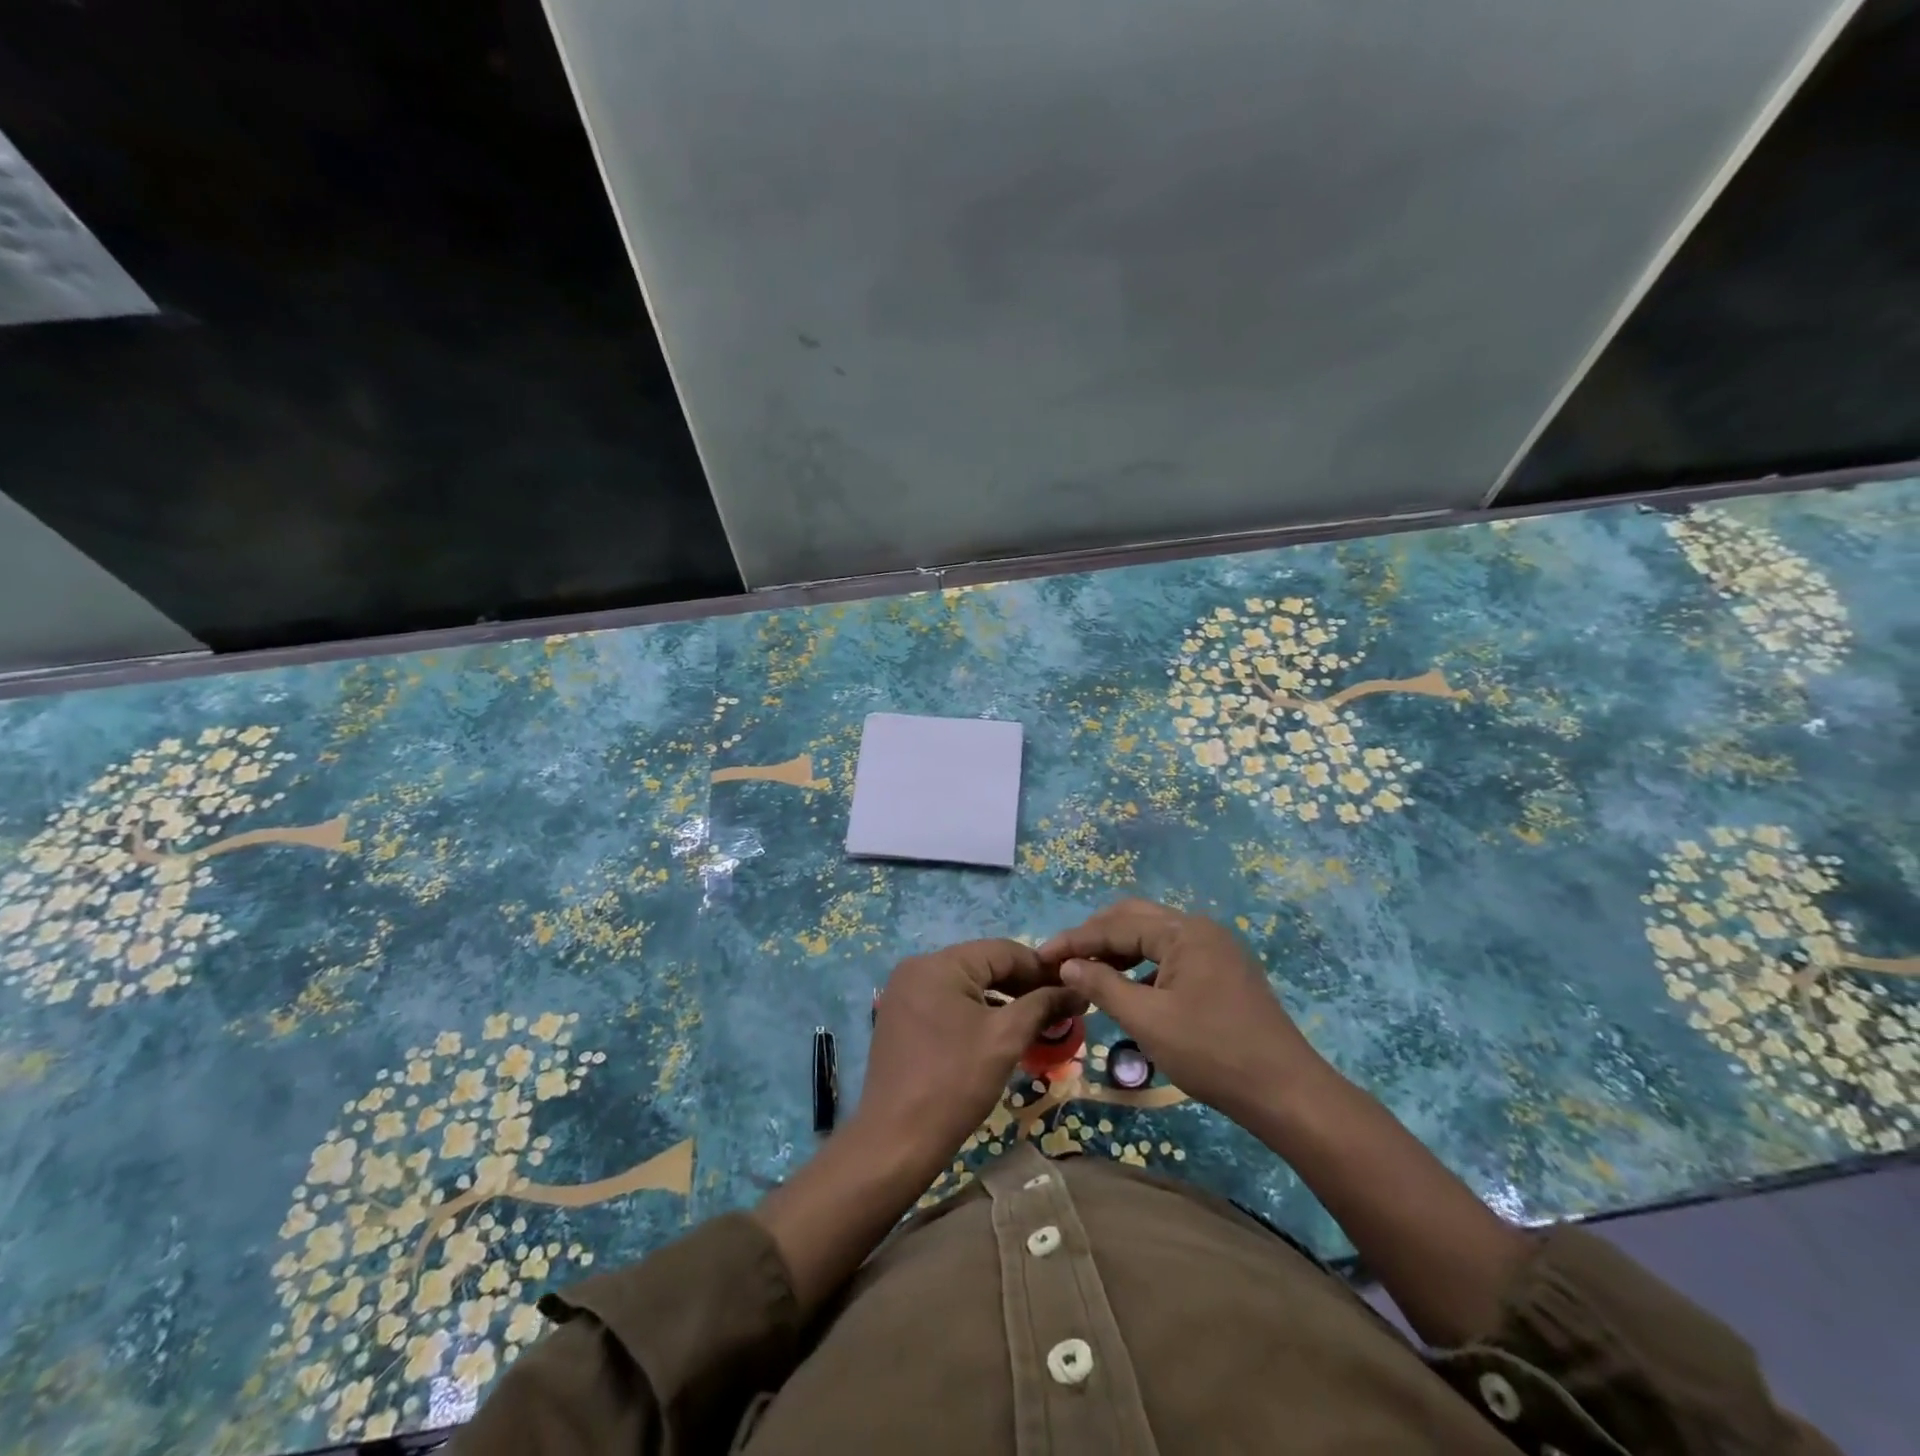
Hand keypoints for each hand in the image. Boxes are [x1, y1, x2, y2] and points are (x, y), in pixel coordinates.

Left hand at [856, 938, 1082, 1171]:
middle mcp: (917, 968)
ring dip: (1001, 1000)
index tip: (1072, 988)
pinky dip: (975, 1013)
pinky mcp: (900, 1019)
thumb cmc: (955, 1081)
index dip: (1041, 968)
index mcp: (939, 964)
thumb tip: (1076, 990)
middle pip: (982, 965)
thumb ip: (1042, 1005)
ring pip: (966, 985)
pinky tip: (999, 1033)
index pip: (1002, 950)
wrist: (896, 1140)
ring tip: (1036, 1021)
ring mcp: (904, 994)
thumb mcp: (1005, 1038)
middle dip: (1022, 985)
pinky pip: (947, 1003)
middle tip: (1059, 1007)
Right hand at [1038, 899, 1330, 1122]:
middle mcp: (1200, 929)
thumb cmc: (1212, 1053)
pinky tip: (1128, 989)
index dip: (1075, 940)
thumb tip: (1068, 964)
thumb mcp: (1148, 1021)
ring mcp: (1216, 949)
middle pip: (1135, 919)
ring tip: (1088, 973)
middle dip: (1095, 937)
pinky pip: (1171, 956)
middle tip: (1062, 960)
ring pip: (1154, 937)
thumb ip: (1103, 985)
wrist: (1286, 1092)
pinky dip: (1143, 966)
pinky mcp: (1223, 972)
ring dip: (1118, 950)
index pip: (1116, 925)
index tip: (1040, 957)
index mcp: (1183, 932)